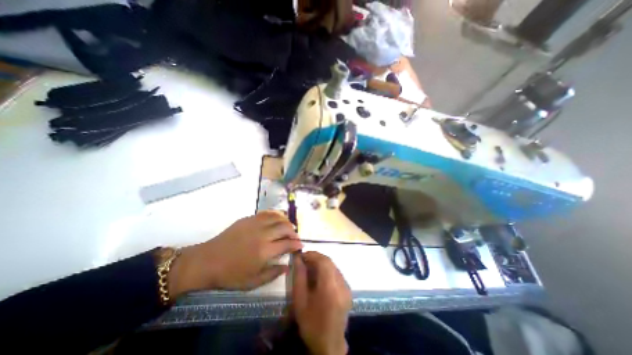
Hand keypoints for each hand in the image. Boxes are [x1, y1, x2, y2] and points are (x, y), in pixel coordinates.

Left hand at [168, 210, 300, 296]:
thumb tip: (287, 266)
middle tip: (295, 237)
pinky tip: (277, 218)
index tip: (301, 245)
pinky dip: (275, 214)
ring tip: (288, 226)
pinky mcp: (248, 219)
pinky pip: (266, 213)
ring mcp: (254, 224)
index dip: (296, 244)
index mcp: (264, 251)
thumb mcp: (252, 282)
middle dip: (293, 231)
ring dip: (286, 221)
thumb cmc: (230, 275)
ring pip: (277, 217)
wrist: (207, 261)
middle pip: (285, 227)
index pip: (287, 243)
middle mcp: (262, 234)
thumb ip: (273, 274)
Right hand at [291, 252, 349, 353]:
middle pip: (329, 262)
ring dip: (321, 263)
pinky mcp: (348, 289)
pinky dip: (327, 270)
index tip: (302, 255)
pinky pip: (336, 273)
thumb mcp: (300, 301)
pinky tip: (319, 277)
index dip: (312, 255)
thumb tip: (298, 259)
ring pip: (333, 266)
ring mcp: (347, 287)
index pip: (324, 261)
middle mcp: (342, 284)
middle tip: (304, 261)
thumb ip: (299, 277)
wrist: (329, 345)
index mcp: (330, 288)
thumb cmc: (311, 324)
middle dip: (316, 258)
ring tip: (310, 268)